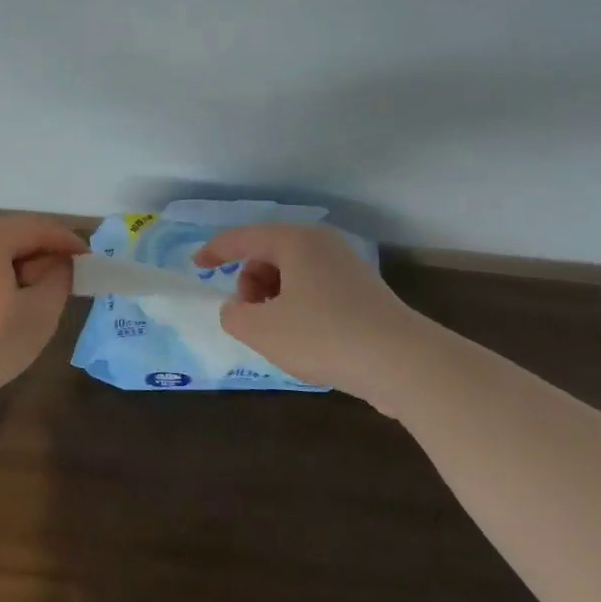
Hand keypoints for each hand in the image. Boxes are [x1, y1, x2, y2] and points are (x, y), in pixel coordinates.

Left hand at [0, 215, 88, 408]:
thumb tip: (58, 264)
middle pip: (11, 234)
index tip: (90, 262)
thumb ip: (59, 277)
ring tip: (35, 296)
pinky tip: (2, 304)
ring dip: (17, 266)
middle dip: (41, 254)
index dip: (68, 242)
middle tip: (65, 282)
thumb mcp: (41, 311)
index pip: (38, 227)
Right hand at [192, 224, 412, 392]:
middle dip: (249, 284)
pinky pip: (314, 290)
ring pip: (291, 275)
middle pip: (268, 255)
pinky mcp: (362, 293)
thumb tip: (238, 310)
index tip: (196, 267)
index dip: (215, 251)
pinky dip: (297, 308)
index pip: (243, 238)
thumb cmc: (323, 336)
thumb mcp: (261, 330)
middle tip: (251, 316)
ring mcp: (346, 268)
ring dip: (272, 300)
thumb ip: (233, 316)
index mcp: (295, 241)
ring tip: (278, 333)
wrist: (403, 363)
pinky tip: (305, 340)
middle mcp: (322, 245)